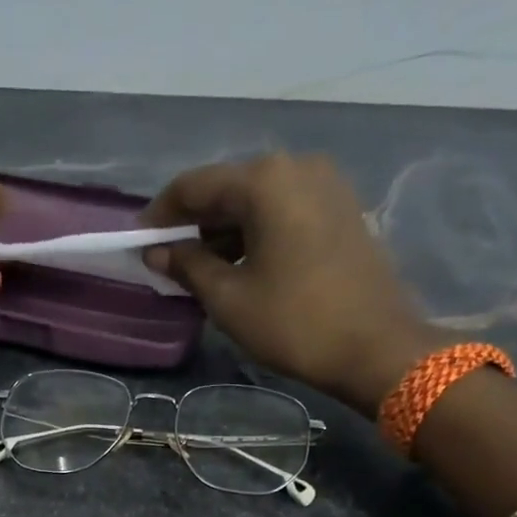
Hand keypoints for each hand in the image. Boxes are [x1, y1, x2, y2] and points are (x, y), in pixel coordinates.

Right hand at [140, 154, 444, 413]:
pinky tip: (241, 264)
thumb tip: (156, 252)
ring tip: (200, 269)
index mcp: (265, 180)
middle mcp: (296, 167)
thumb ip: (188, 266)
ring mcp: (326, 185)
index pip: (194, 186)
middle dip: (194, 223)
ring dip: (225, 231)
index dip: (160, 215)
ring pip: (257, 200)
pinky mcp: (343, 209)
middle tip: (167, 260)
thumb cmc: (295, 323)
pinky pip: (284, 211)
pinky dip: (256, 232)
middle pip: (228, 188)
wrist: (377, 349)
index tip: (138, 243)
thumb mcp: (229, 298)